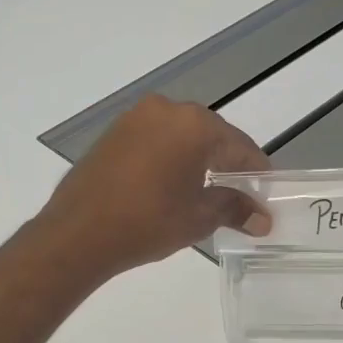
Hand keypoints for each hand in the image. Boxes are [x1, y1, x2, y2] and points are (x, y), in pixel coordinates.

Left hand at [38, 95, 270, 278]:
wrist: (78, 232)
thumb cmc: (147, 222)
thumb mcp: (198, 217)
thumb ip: (235, 208)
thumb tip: (264, 218)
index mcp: (194, 125)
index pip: (239, 145)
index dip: (255, 170)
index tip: (265, 191)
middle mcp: (166, 109)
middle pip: (210, 134)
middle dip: (227, 162)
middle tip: (239, 192)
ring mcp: (136, 117)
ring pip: (180, 134)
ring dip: (197, 157)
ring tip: (205, 190)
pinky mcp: (114, 131)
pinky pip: (155, 138)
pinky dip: (170, 155)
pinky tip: (170, 182)